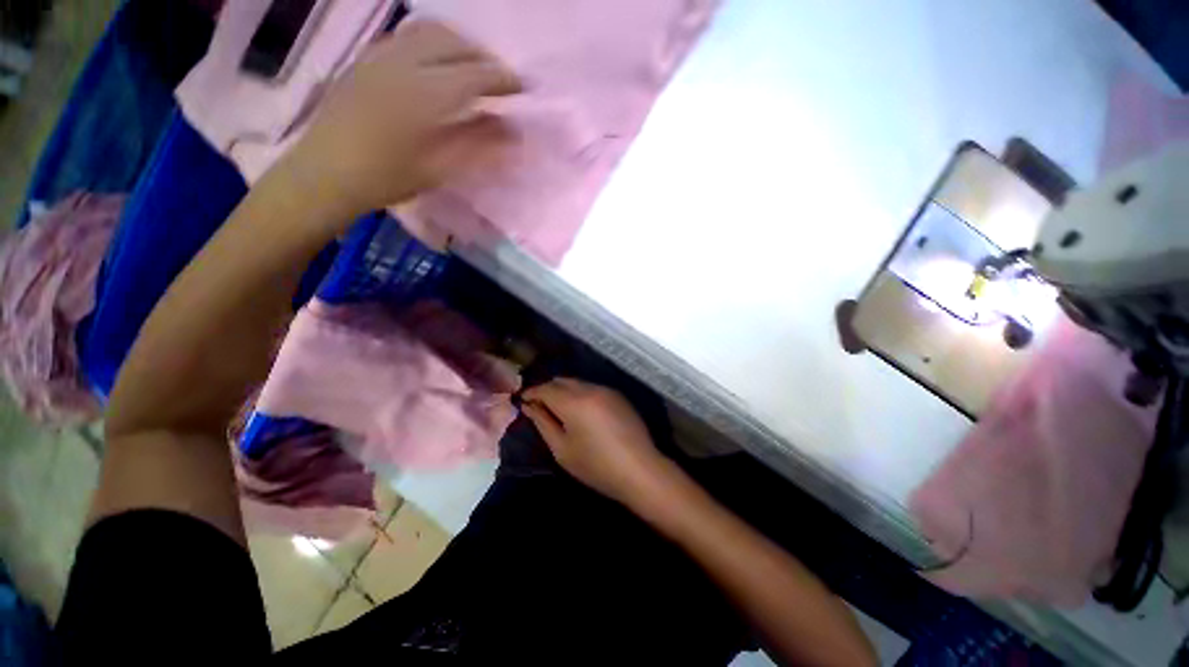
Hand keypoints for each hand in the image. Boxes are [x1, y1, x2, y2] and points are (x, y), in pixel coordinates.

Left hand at [282, 19, 521, 219]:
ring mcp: (378, 57)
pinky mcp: (365, 59)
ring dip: (458, 44)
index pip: (473, 76)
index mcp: (421, 95)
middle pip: (451, 41)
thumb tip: (514, 134)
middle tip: (500, 77)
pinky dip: (432, 43)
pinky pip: (406, 37)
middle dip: (482, 55)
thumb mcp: (438, 170)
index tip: (523, 87)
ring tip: (473, 66)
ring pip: (427, 32)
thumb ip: (478, 147)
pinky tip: (438, 64)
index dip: (502, 79)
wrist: (323, 174)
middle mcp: (400, 63)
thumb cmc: (384, 179)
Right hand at [522, 379, 676, 506]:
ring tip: (558, 408)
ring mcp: (606, 390)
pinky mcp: (617, 395)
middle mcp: (590, 389)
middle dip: (547, 389)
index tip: (522, 400)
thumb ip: (543, 423)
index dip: (531, 392)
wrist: (640, 469)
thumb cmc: (596, 466)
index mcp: (573, 401)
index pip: (545, 388)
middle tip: (539, 405)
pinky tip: (581, 410)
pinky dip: (580, 393)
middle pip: (562, 380)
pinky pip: (591, 387)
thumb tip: (529, 406)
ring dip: (564, 390)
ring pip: (577, 382)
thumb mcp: (562, 449)